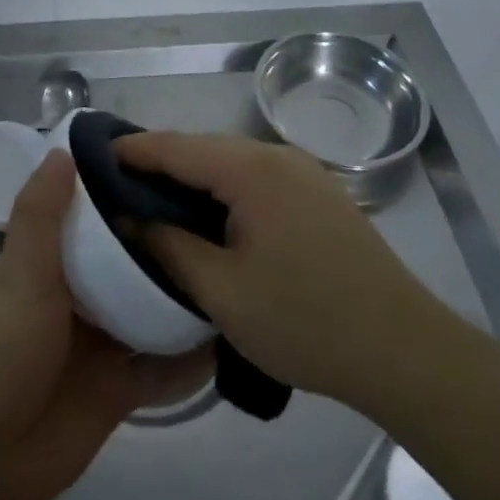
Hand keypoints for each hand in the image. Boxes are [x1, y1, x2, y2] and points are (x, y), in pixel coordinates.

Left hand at [0, 151, 209, 499]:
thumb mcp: (19, 275)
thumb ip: (41, 216)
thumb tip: (63, 149)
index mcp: (47, 261)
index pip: (93, 218)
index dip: (127, 196)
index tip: (175, 173)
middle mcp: (75, 296)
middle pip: (128, 265)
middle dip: (165, 249)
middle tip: (226, 224)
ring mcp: (96, 345)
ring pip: (148, 313)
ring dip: (181, 301)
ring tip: (237, 273)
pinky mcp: (115, 392)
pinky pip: (159, 369)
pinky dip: (187, 359)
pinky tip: (229, 340)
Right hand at [116, 132, 443, 405]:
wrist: (406, 352)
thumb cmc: (306, 321)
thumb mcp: (222, 292)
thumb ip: (168, 248)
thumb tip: (128, 220)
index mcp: (251, 171)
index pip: (175, 147)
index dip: (132, 150)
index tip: (94, 156)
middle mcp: (277, 157)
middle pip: (204, 148)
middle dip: (160, 162)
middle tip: (119, 186)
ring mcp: (304, 174)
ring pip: (231, 162)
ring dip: (193, 177)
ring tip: (157, 201)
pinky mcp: (320, 196)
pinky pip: (257, 178)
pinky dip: (224, 188)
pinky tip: (211, 215)